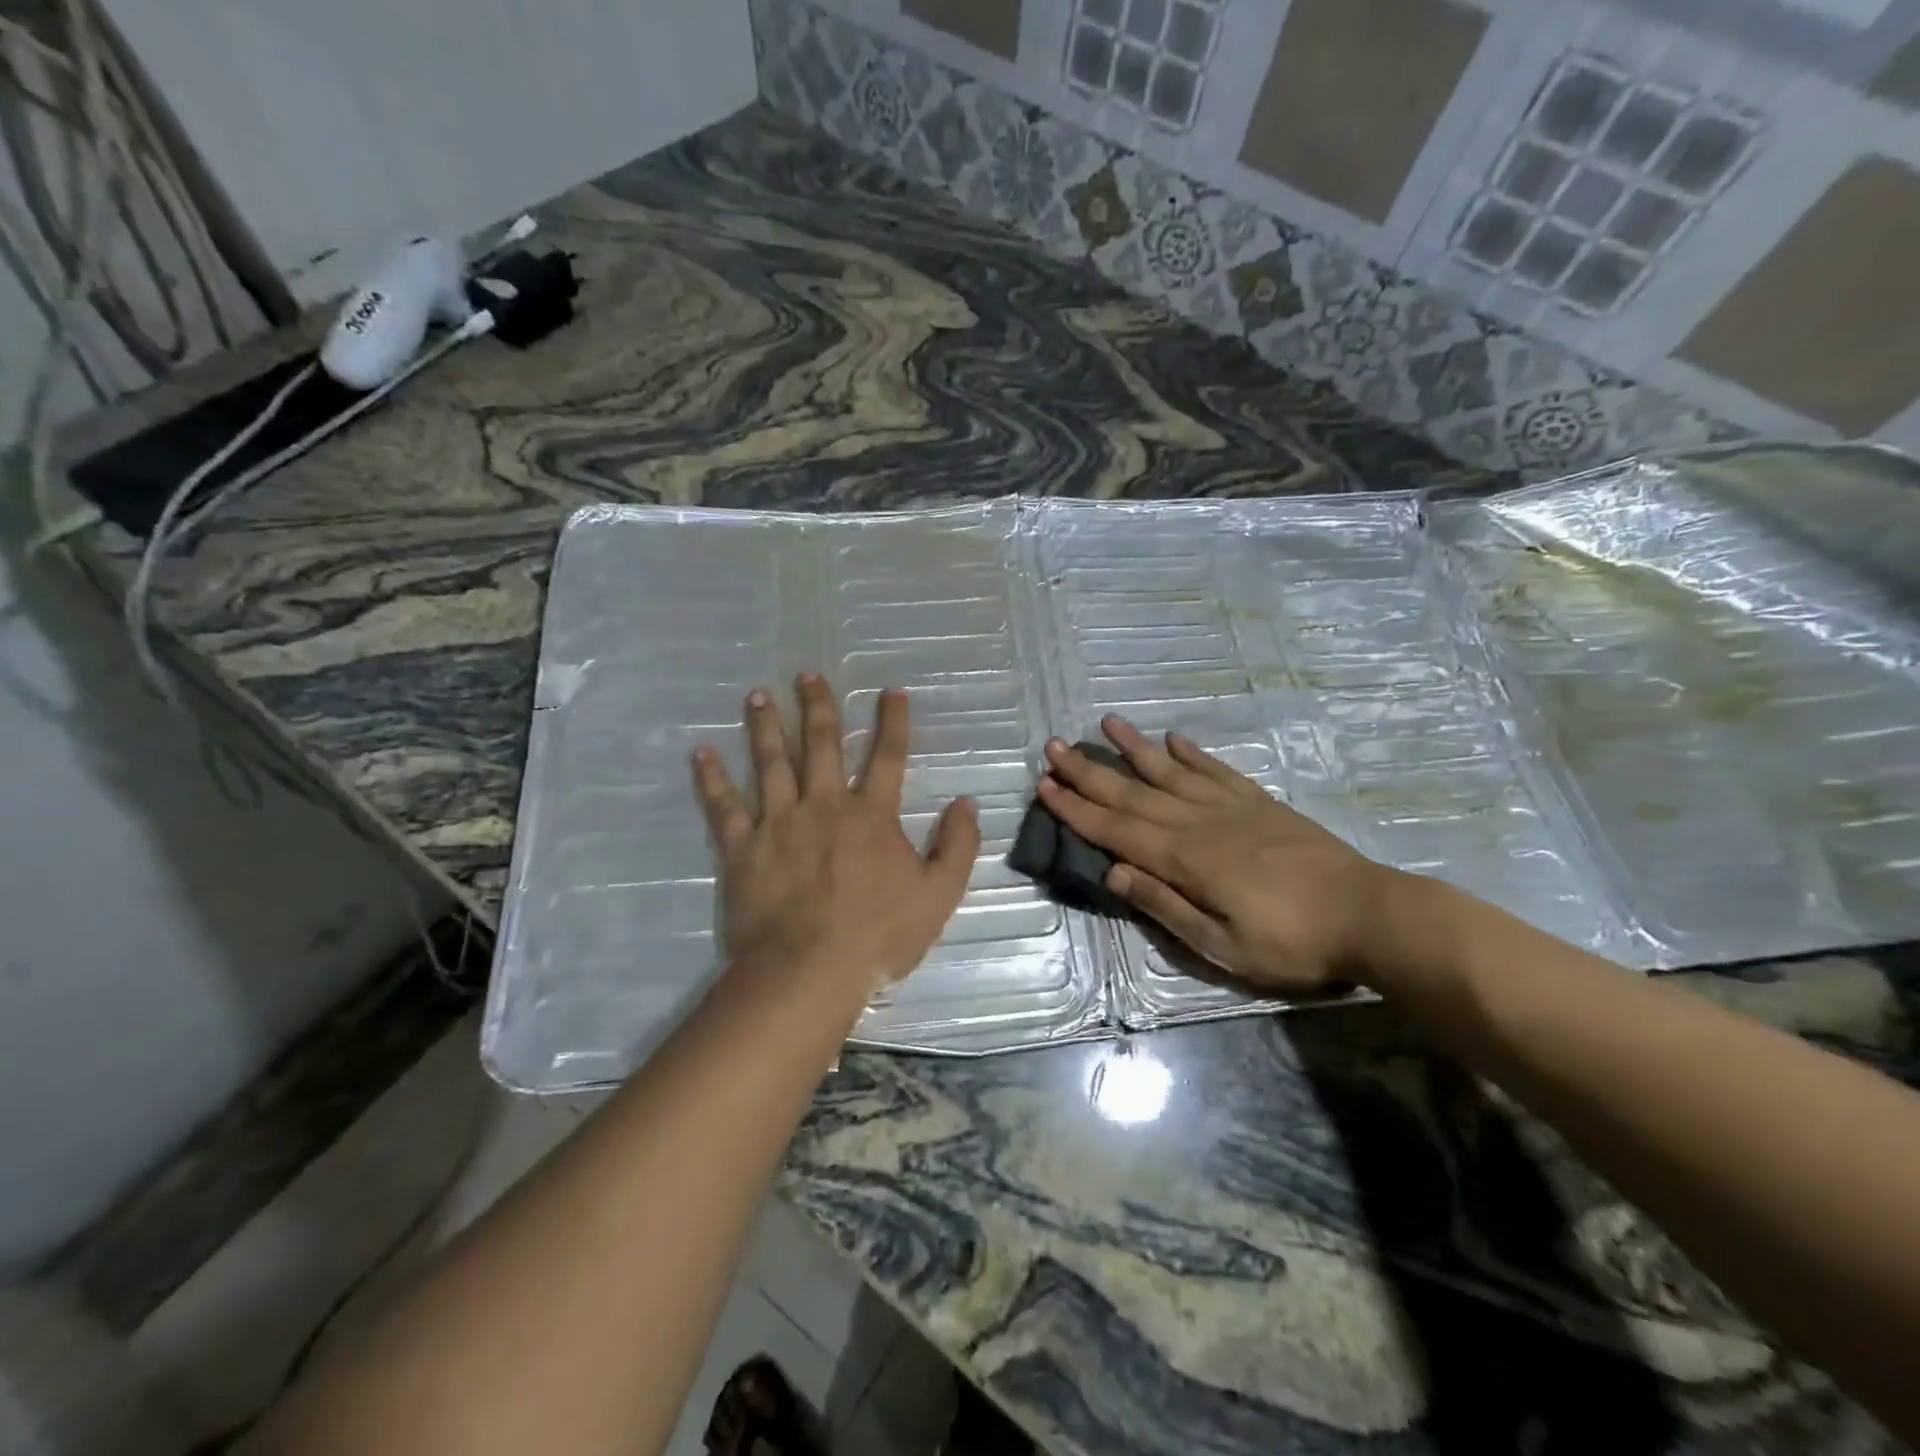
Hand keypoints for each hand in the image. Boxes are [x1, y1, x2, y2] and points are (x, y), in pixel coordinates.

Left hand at [691, 675, 980, 998]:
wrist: (809, 971)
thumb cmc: (878, 936)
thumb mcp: (938, 895)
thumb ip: (956, 846)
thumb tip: (966, 803)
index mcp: (871, 815)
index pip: (888, 756)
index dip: (893, 721)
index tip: (891, 691)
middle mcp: (824, 805)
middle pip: (821, 744)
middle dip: (817, 706)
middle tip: (807, 675)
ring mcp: (779, 822)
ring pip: (771, 762)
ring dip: (765, 726)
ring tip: (758, 695)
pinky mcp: (743, 847)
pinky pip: (723, 807)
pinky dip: (711, 779)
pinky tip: (701, 754)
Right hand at [1038, 717, 1400, 994]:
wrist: (1369, 914)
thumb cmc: (1291, 942)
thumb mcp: (1221, 945)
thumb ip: (1165, 906)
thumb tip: (1115, 873)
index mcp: (1184, 859)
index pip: (1115, 829)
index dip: (1076, 808)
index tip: (1044, 785)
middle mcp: (1198, 822)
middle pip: (1132, 793)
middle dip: (1088, 772)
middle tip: (1053, 747)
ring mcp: (1231, 807)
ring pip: (1170, 771)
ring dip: (1135, 748)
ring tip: (1106, 723)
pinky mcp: (1260, 803)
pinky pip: (1217, 771)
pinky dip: (1193, 754)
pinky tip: (1175, 739)